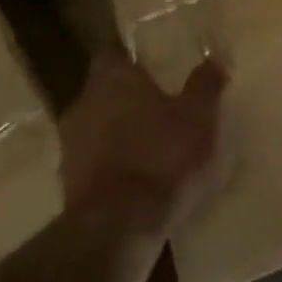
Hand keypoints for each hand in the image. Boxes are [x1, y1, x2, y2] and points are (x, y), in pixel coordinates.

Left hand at [57, 44, 225, 242]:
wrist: (117, 229)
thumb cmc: (161, 156)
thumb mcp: (199, 116)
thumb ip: (205, 85)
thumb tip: (213, 58)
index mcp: (112, 79)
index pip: (113, 53)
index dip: (131, 56)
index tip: (151, 63)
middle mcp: (83, 105)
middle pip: (104, 91)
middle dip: (128, 96)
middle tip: (159, 102)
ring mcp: (70, 147)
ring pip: (97, 127)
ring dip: (119, 132)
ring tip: (152, 143)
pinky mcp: (68, 186)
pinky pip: (95, 163)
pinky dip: (113, 164)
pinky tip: (139, 177)